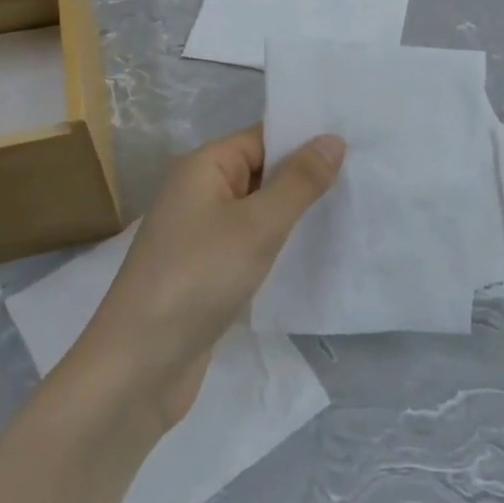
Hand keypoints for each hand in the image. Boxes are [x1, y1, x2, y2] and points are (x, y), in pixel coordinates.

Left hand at [72, 126, 344, 426]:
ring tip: (350, 212)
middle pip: (260, 171)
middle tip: (364, 179)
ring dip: (294, 213)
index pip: (262, 138)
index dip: (305, 140)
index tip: (356, 147)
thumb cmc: (199, 278)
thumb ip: (298, 182)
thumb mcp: (257, 225)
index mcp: (203, 167)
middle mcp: (198, 192)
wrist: (139, 365)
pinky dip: (277, 244)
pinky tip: (313, 253)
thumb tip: (333, 138)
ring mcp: (200, 234)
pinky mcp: (205, 271)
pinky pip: (248, 243)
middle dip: (305, 177)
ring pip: (257, 210)